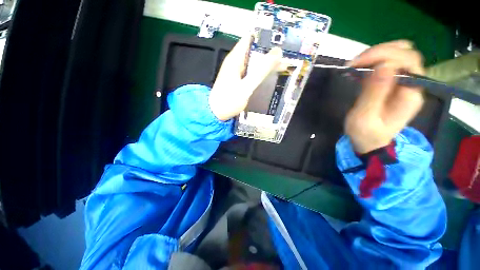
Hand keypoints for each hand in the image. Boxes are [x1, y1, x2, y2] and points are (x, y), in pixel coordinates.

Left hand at [209, 36, 282, 120]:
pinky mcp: (238, 81)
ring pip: (254, 62)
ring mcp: (237, 72)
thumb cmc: (229, 100)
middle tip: (286, 57)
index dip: (265, 37)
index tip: (281, 40)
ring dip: (266, 64)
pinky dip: (260, 73)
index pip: (250, 38)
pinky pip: (251, 72)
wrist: (216, 113)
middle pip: (254, 51)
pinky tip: (269, 77)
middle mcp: (236, 62)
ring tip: (282, 67)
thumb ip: (261, 71)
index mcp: (235, 59)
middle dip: (268, 53)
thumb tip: (277, 53)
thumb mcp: (246, 86)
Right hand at [345, 40, 424, 153]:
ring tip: (355, 66)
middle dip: (379, 52)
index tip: (357, 63)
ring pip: (397, 54)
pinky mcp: (393, 82)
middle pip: (405, 53)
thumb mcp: (365, 117)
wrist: (370, 142)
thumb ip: (374, 93)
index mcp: (410, 94)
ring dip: (375, 55)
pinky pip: (387, 63)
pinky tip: (358, 69)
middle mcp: (412, 84)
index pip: (407, 61)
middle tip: (355, 63)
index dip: (384, 55)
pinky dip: (372, 61)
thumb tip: (384, 66)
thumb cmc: (366, 134)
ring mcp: (404, 82)